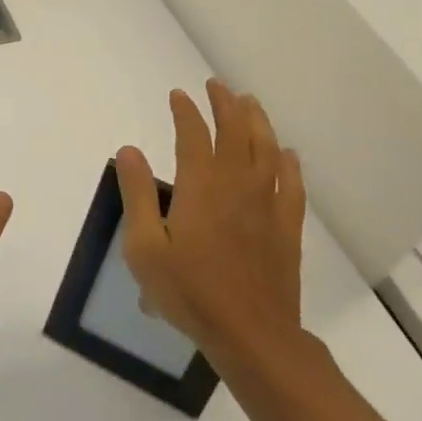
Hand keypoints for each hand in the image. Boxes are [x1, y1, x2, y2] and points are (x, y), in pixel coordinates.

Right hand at [115, 82, 305, 370]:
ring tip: (250, 102)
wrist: (251, 335)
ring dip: (257, 122)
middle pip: (236, 133)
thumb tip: (129, 150)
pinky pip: (292, 184)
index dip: (186, 111)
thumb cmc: (189, 292)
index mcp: (200, 188)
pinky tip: (286, 153)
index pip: (194, 136)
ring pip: (266, 151)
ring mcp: (267, 206)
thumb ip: (137, 195)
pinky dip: (289, 163)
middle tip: (217, 85)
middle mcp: (237, 186)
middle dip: (226, 105)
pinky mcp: (286, 228)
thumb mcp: (144, 247)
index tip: (178, 95)